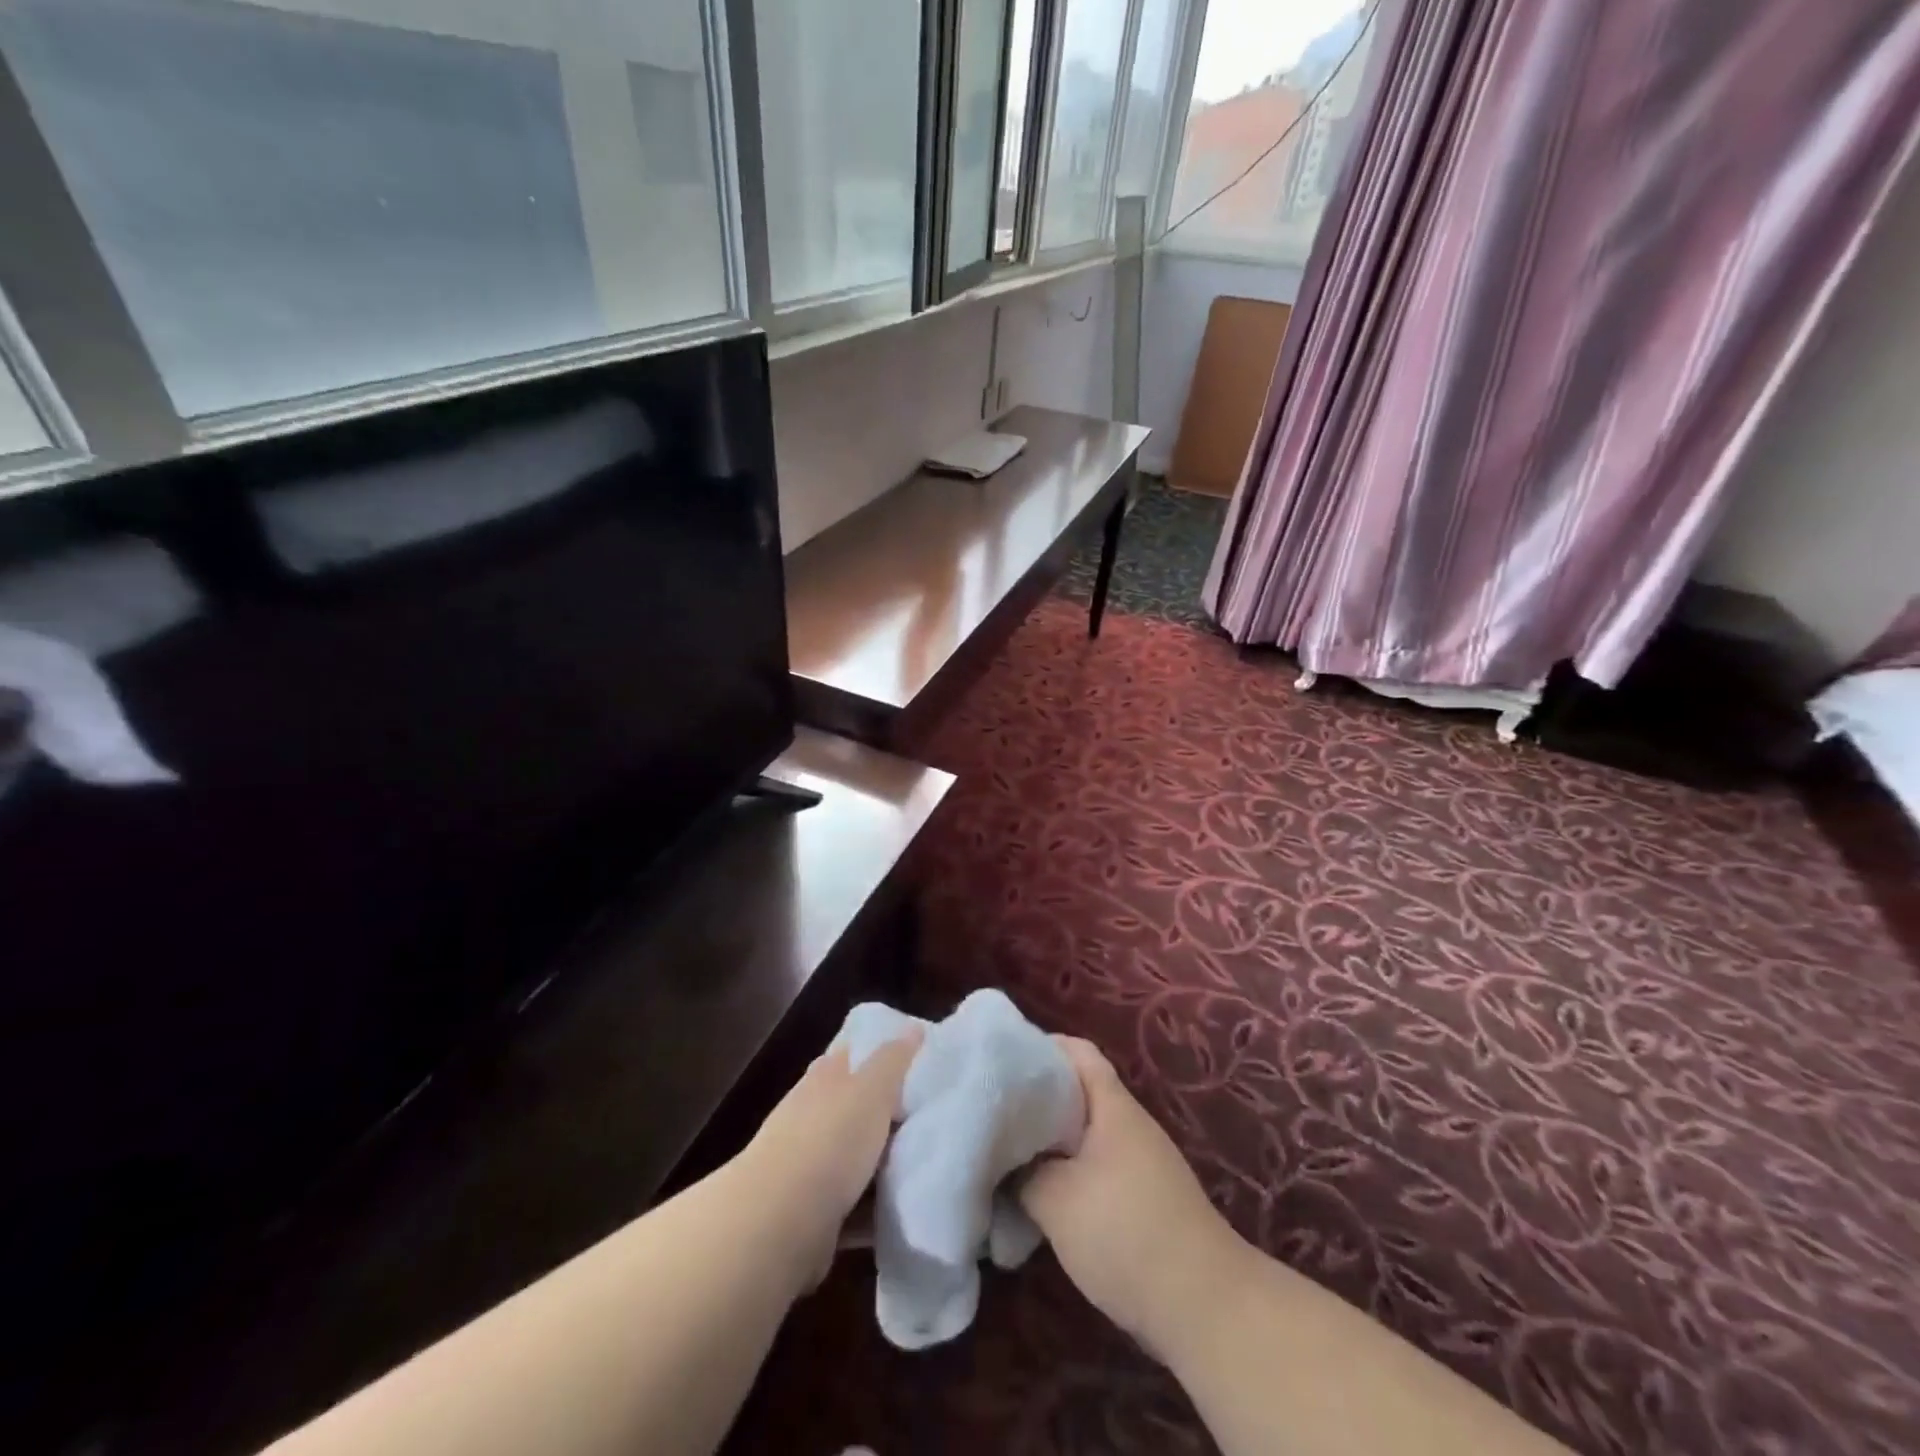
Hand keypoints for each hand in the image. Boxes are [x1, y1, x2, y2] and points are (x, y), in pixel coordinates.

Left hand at [735, 1028, 921, 1292]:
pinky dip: (874, 1208)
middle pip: (853, 1106)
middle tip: (930, 1115)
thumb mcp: (871, 1090)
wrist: (777, 1222)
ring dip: (880, 1161)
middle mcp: (811, 1115)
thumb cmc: (829, 1141)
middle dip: (885, 1111)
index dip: (879, 1053)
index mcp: (824, 1078)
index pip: (851, 1054)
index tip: (916, 1060)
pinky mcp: (811, 1212)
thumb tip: (914, 1027)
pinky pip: (853, 1205)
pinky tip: (903, 1210)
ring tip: (926, 1163)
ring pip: (853, 1155)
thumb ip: (893, 1059)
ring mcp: (807, 1165)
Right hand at [1019, 1037, 1248, 1359]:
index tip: (1002, 1061)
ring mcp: (1141, 1162)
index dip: (1040, 1047)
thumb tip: (1005, 1162)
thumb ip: (1022, 1172)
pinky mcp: (1145, 1198)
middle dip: (1036, 1099)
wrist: (1205, 1307)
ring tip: (1009, 1153)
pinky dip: (1068, 1172)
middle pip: (1078, 1092)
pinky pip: (1097, 1166)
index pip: (1077, 1051)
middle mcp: (1130, 1124)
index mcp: (1114, 1106)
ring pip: (1085, 1133)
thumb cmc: (1125, 1233)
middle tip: (994, 1111)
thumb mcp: (1056, 1200)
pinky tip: (1041, 1196)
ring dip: (1050, 1141)